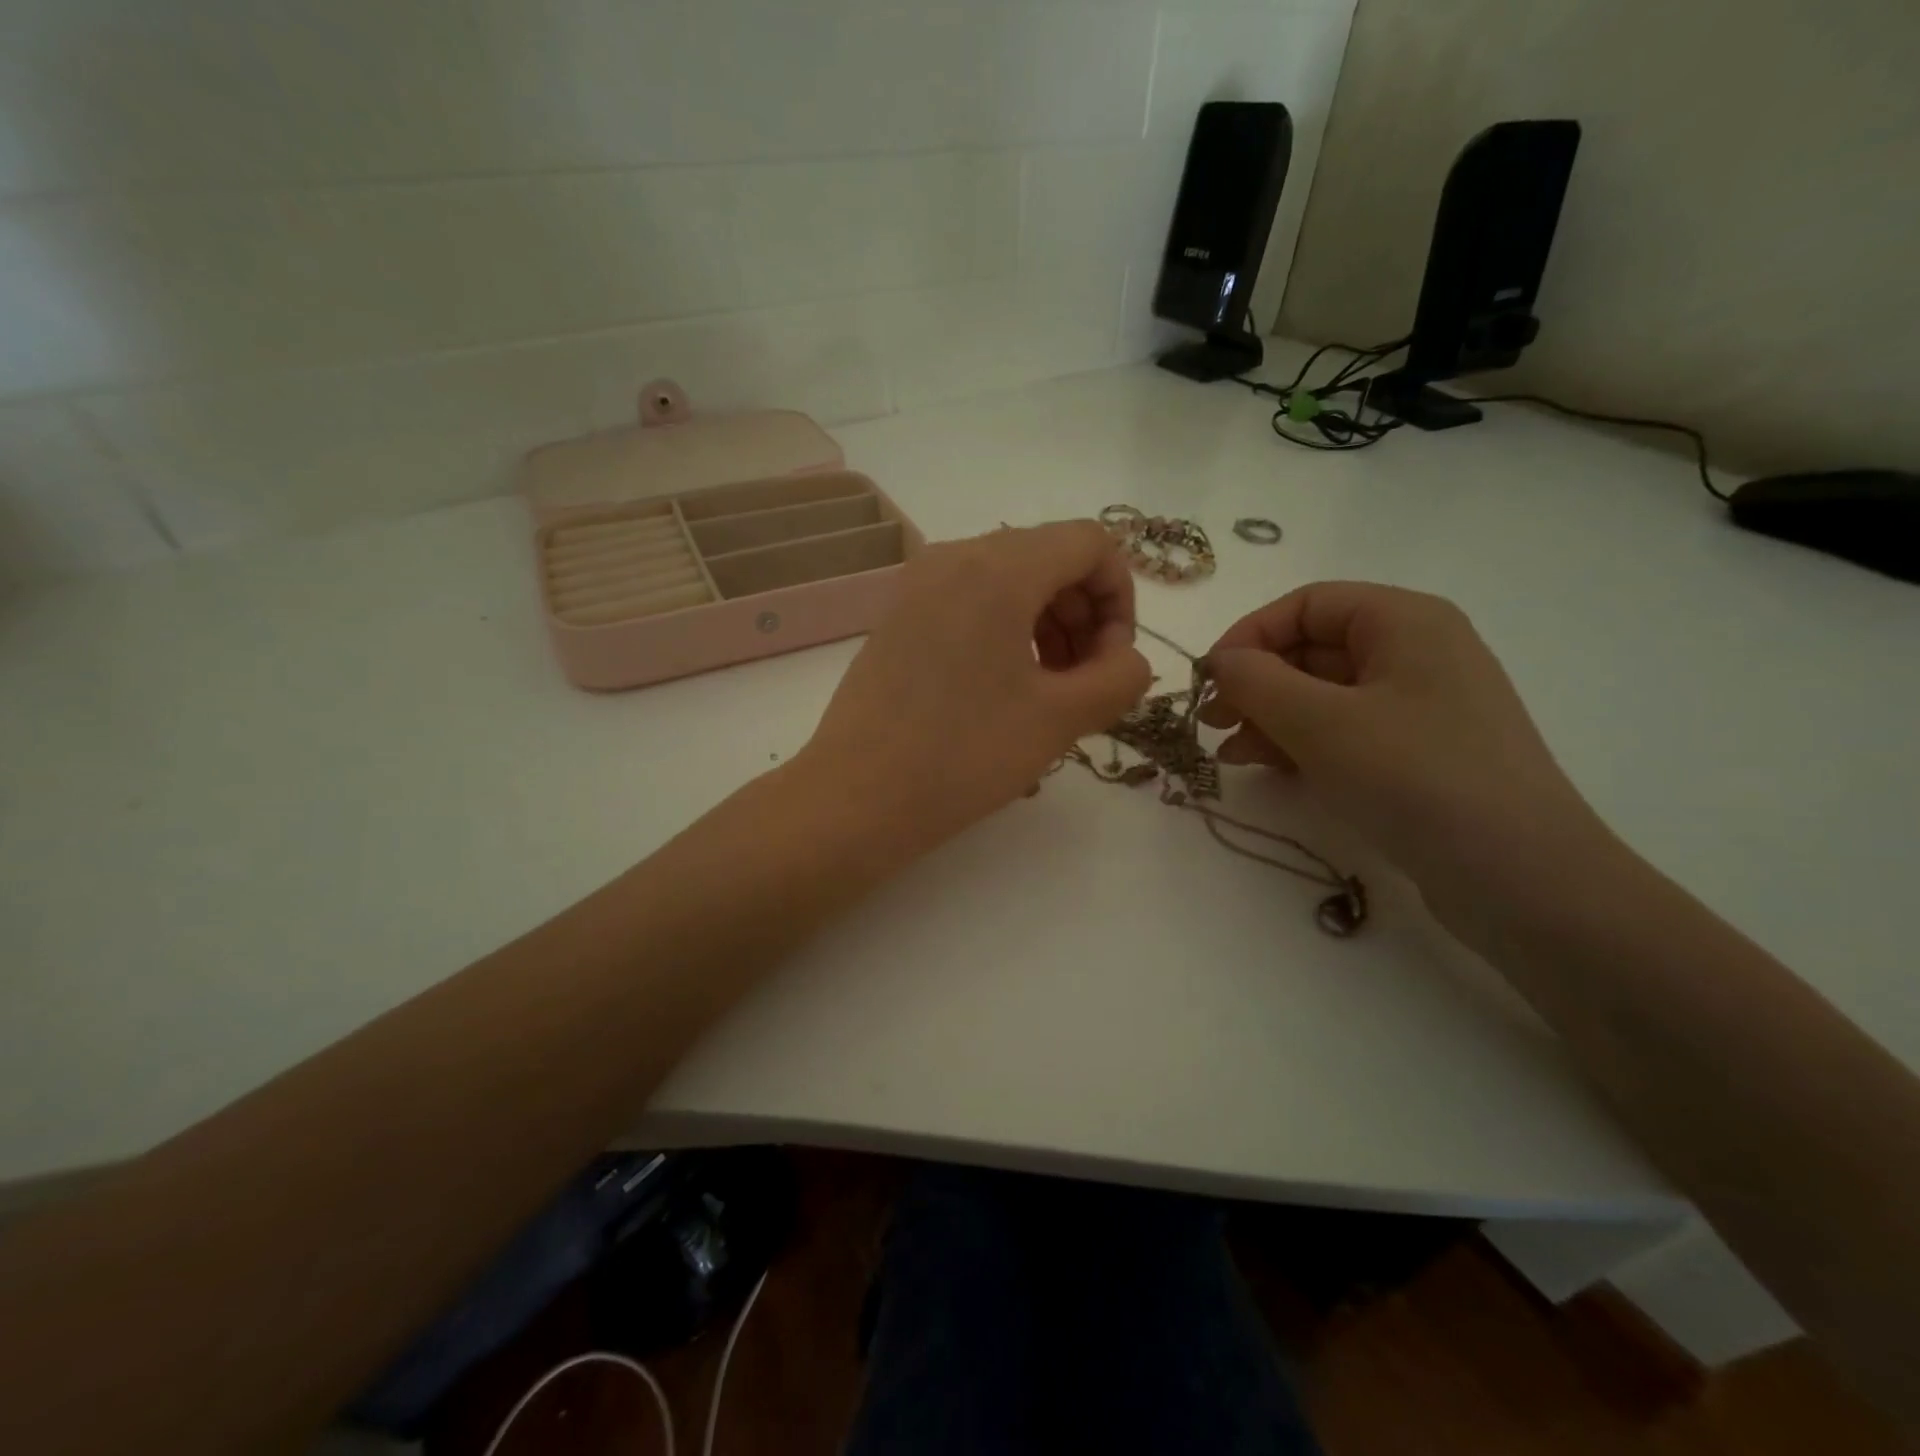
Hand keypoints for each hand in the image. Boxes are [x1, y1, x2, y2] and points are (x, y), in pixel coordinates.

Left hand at [802, 521, 1150, 851]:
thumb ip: (1120, 677)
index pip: (1091, 543)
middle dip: (1084, 616)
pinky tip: (1004, 689)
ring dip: (1048, 625)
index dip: (1120, 598)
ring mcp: (918, 584)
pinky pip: (972, 601)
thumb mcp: (1060, 719)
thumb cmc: (963, 756)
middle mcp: (954, 556)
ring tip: (1049, 692)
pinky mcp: (898, 615)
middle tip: (1085, 684)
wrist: (855, 798)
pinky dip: (1007, 631)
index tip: (1112, 661)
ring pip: (1011, 580)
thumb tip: (1126, 660)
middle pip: (1050, 558)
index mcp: (998, 567)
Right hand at [1200, 582, 1611, 922]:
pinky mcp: (1419, 754)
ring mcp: (1421, 706)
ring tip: (1231, 754)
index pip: (1307, 604)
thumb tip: (1220, 663)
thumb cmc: (1414, 776)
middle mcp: (1416, 652)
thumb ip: (1255, 681)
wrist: (1519, 876)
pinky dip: (1301, 743)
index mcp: (1404, 621)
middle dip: (1256, 683)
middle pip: (1313, 648)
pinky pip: (1345, 731)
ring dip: (1270, 717)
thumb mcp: (1319, 722)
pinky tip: (1268, 769)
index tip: (1208, 681)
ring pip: (1324, 694)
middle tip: (1212, 722)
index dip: (1249, 635)